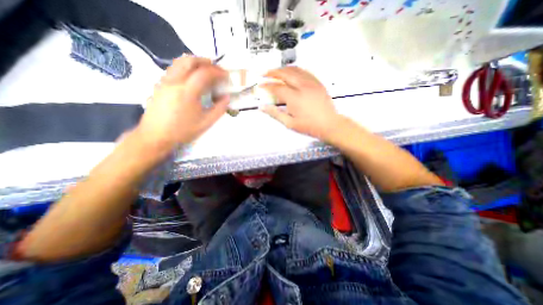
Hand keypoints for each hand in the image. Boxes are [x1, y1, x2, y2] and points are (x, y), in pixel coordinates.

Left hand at [137, 55, 228, 150]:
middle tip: (216, 69)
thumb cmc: (182, 131)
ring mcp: (165, 81)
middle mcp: (174, 81)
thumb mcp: (206, 123)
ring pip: (179, 62)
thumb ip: (219, 109)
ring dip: (195, 62)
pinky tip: (192, 77)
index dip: (217, 72)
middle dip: (206, 62)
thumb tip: (227, 97)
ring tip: (205, 70)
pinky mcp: (160, 85)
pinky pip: (174, 69)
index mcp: (187, 91)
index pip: (204, 73)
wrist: (155, 136)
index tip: (226, 75)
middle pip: (190, 61)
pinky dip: (186, 68)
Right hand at [261, 67, 340, 140]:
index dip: (267, 85)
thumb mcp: (290, 123)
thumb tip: (263, 107)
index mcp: (294, 98)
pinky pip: (305, 71)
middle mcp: (302, 86)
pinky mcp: (317, 82)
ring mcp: (311, 83)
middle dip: (273, 72)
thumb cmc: (309, 126)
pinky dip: (295, 70)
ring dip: (283, 69)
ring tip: (276, 71)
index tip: (260, 85)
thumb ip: (275, 114)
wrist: (329, 124)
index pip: (277, 87)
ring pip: (295, 70)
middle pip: (285, 73)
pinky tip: (292, 72)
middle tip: (265, 73)